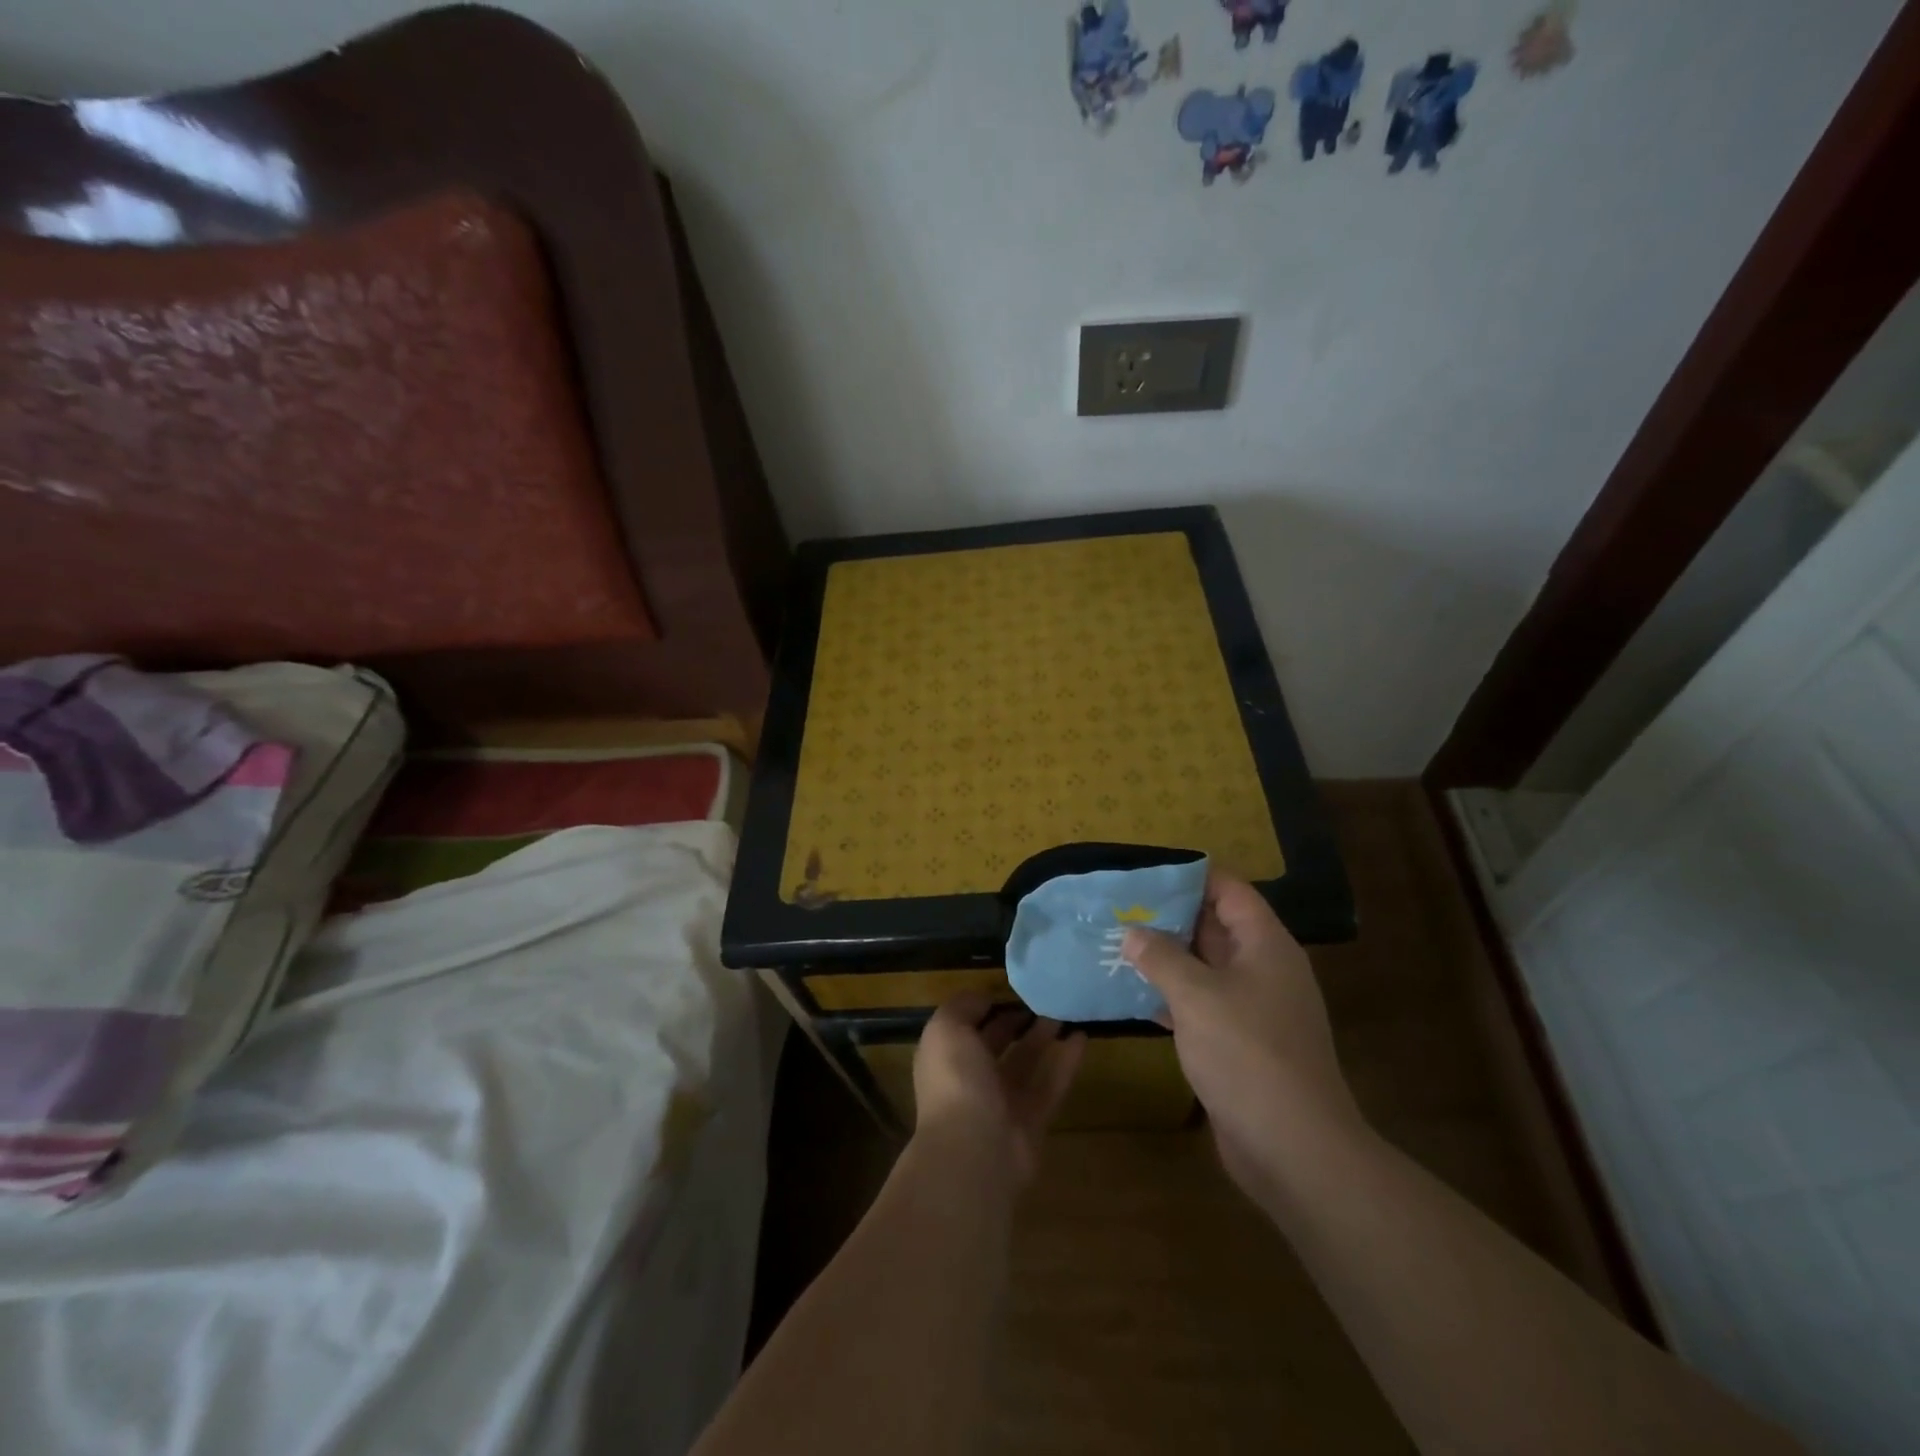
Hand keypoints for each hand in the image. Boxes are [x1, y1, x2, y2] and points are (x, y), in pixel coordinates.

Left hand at [913, 994, 1086, 1185]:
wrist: (974, 1151)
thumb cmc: (955, 1081)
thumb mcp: (947, 1028)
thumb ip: (963, 1006)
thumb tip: (984, 998)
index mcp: (946, 1057)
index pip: (964, 1026)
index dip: (984, 1006)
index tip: (1010, 986)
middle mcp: (971, 1079)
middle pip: (996, 1045)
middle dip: (1015, 1021)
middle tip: (1042, 996)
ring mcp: (1002, 1103)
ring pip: (1026, 1063)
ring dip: (1043, 1037)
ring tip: (1065, 1010)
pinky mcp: (1033, 1121)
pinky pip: (1050, 1084)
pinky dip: (1065, 1061)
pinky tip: (1081, 1037)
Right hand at [1124, 874, 1362, 1202]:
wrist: (1293, 1149)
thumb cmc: (1248, 1054)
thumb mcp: (1197, 996)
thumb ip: (1161, 957)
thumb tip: (1133, 932)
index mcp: (1265, 946)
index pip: (1230, 891)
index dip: (1191, 876)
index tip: (1146, 873)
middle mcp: (1263, 970)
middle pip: (1215, 927)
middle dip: (1169, 916)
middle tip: (1119, 907)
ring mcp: (1253, 1009)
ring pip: (1204, 968)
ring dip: (1165, 957)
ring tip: (1117, 943)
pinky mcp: (1240, 1044)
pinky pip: (1201, 1005)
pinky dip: (1170, 996)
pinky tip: (1131, 994)